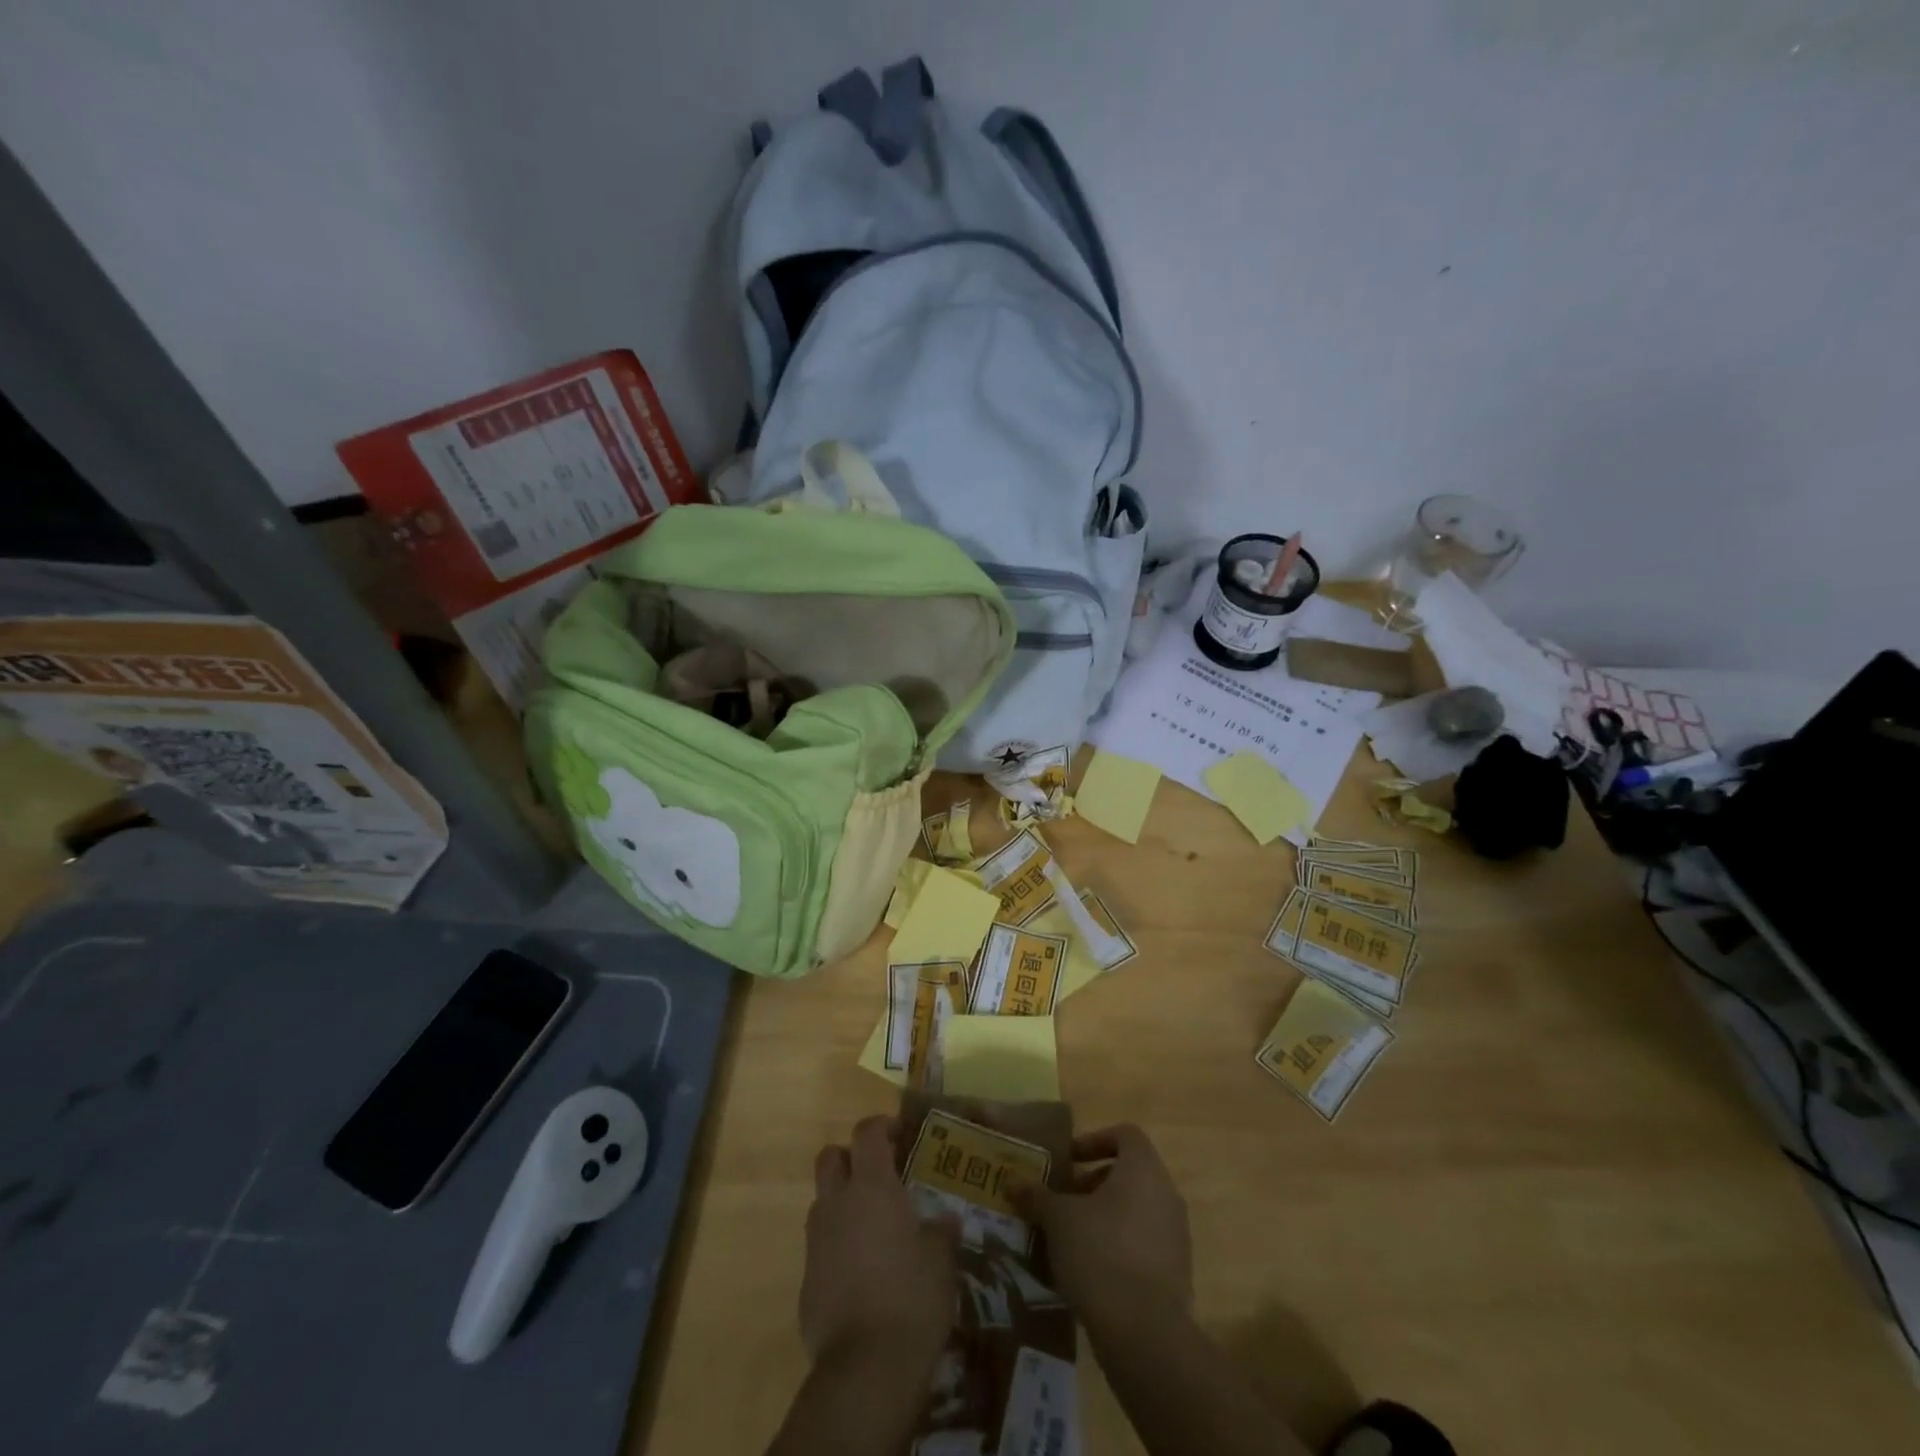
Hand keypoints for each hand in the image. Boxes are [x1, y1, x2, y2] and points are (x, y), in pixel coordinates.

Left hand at [799, 1115, 957, 1369]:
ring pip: (822, 1202)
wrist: (866, 1370)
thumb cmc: (912, 1298)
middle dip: (851, 1157)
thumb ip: (940, 1232)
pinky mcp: (806, 1282)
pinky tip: (862, 1274)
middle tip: (879, 1174)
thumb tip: (945, 1220)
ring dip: (842, 1203)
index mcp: (872, 1187)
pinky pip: (820, 1248)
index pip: (867, 1132)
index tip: (901, 1135)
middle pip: (830, 1157)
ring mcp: (816, 1242)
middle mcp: (837, 1204)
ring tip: (873, 1228)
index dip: (882, 1126)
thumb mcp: (940, 1260)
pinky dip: (837, 1248)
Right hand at [1018, 1123, 1191, 1334]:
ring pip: (1138, 1209)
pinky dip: (1121, 1246)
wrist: (1145, 1334)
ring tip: (1073, 1238)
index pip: (1125, 1135)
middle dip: (1094, 1183)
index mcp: (1143, 1169)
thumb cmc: (1100, 1254)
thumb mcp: (1058, 1220)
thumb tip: (1012, 1182)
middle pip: (1130, 1173)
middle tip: (1065, 1202)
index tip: (1069, 1162)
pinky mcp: (1178, 1272)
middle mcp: (1166, 1194)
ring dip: (1106, 1216)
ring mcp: (1177, 1235)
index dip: (1095, 1141)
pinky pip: (1146, 1244)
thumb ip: (1036, 1196)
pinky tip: (1093, 1271)